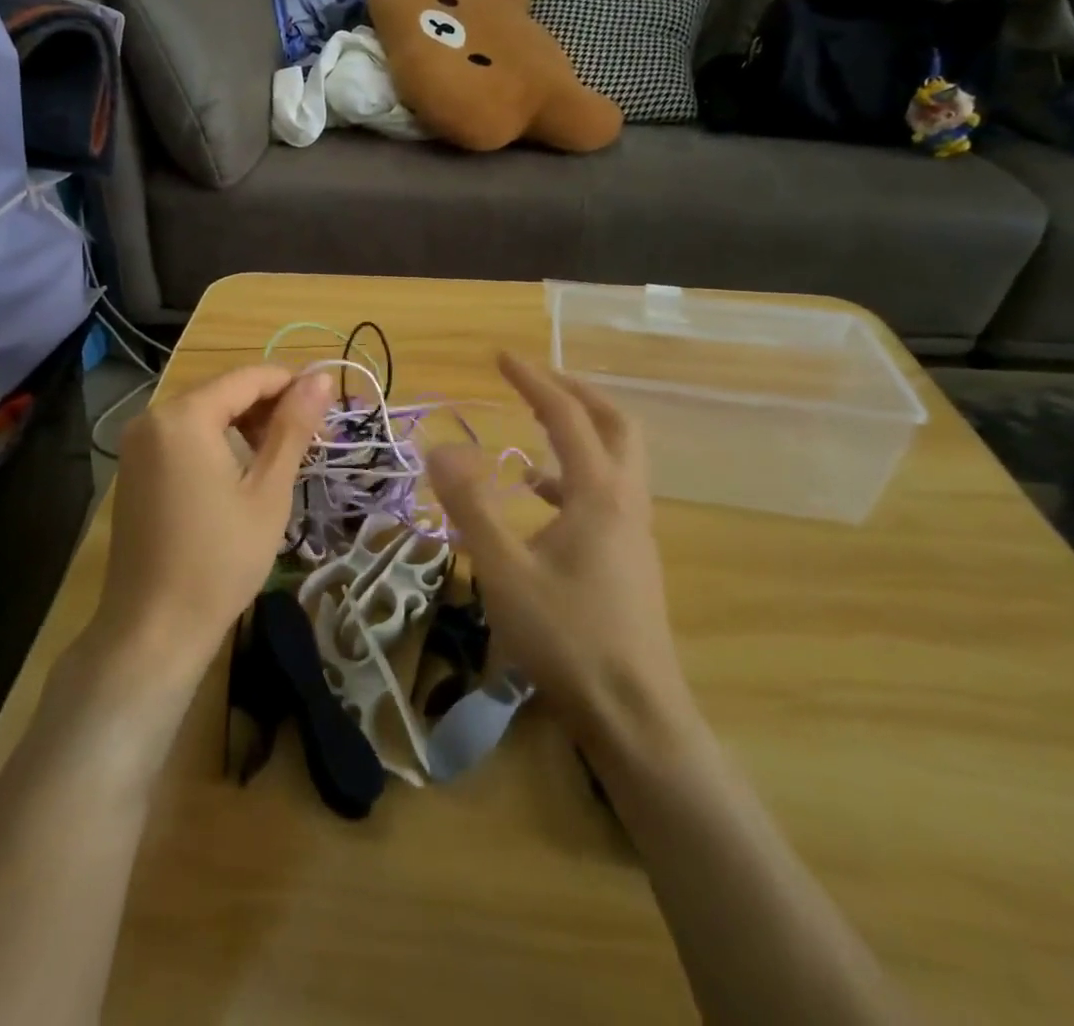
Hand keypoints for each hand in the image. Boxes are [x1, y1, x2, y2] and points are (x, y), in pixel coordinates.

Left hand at [94, 365, 332, 679]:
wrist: (154, 629)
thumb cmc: (221, 559)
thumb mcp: (268, 490)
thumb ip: (293, 426)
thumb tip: (322, 377)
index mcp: (185, 416)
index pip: (249, 377)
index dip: (293, 385)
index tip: (328, 409)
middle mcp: (153, 417)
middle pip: (224, 391)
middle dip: (269, 406)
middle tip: (310, 440)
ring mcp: (137, 443)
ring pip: (204, 412)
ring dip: (245, 424)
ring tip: (281, 457)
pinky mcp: (133, 468)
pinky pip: (182, 435)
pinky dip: (216, 441)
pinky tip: (241, 471)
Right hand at [426, 352, 688, 742]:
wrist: (634, 715)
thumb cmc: (567, 638)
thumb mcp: (504, 570)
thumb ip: (469, 506)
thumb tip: (438, 449)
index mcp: (599, 493)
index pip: (567, 415)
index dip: (533, 380)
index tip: (501, 358)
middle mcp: (626, 500)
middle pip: (615, 424)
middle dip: (576, 393)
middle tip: (535, 381)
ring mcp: (635, 531)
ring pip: (617, 459)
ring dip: (579, 433)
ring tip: (532, 430)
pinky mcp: (631, 558)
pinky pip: (607, 495)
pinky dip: (574, 478)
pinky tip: (538, 501)